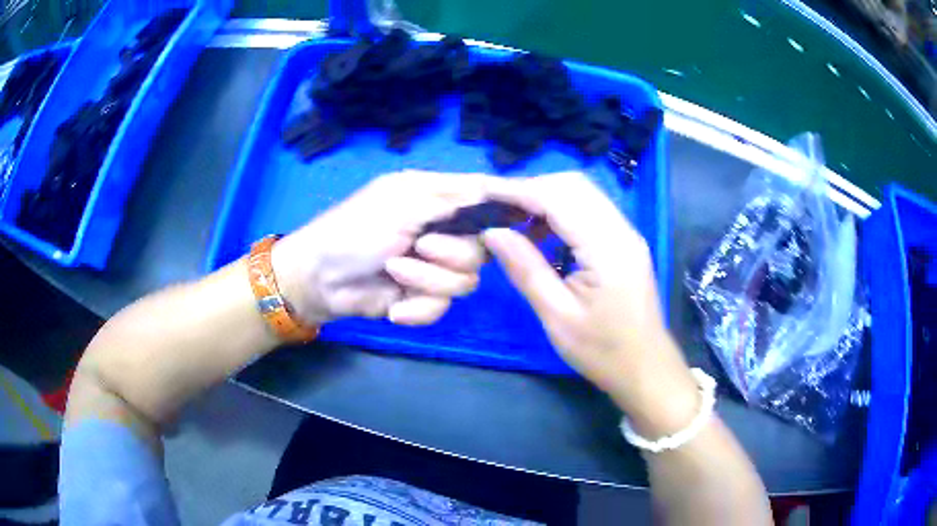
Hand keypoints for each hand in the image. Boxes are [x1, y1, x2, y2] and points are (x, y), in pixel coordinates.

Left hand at [272, 170, 491, 326]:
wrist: (319, 279)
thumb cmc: (355, 230)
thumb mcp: (403, 202)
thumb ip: (455, 199)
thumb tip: (503, 190)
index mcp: (437, 198)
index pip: (486, 197)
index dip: (509, 206)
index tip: (531, 217)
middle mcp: (442, 231)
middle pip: (483, 248)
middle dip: (452, 252)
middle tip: (421, 246)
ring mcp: (433, 268)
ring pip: (466, 281)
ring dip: (428, 281)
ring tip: (395, 272)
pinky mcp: (422, 299)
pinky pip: (442, 307)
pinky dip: (418, 308)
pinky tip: (394, 306)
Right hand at [483, 172, 698, 434]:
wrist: (646, 369)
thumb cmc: (603, 351)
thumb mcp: (558, 316)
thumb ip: (525, 268)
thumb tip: (492, 232)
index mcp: (608, 248)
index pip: (558, 198)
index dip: (517, 190)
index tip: (482, 192)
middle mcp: (621, 230)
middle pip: (573, 186)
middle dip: (530, 188)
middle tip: (495, 207)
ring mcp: (626, 234)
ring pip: (582, 194)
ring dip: (545, 198)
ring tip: (512, 219)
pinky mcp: (624, 242)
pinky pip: (589, 211)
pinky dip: (560, 212)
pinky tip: (540, 234)